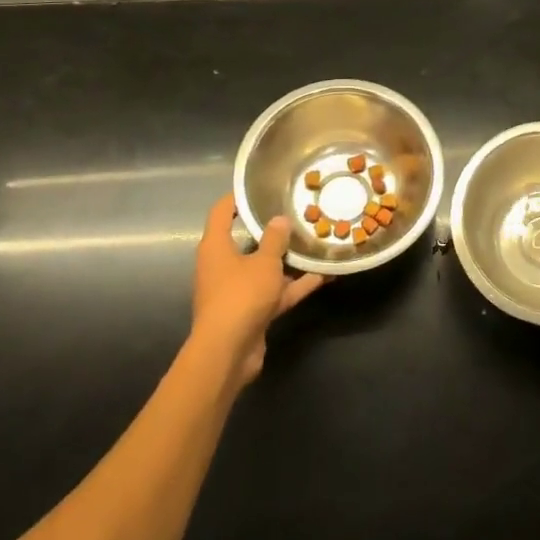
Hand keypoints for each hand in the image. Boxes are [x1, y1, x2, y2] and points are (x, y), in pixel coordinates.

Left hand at [190, 194, 324, 386]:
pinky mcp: (252, 311)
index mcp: (216, 247)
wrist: (228, 352)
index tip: (257, 187)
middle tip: (296, 214)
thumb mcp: (264, 262)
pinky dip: (296, 285)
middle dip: (271, 230)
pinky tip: (324, 275)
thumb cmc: (241, 296)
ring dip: (288, 260)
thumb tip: (280, 220)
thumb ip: (275, 240)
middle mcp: (223, 266)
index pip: (221, 213)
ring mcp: (237, 290)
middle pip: (247, 241)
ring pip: (265, 269)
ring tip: (315, 242)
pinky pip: (276, 292)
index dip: (236, 198)